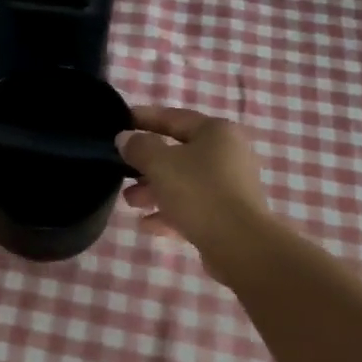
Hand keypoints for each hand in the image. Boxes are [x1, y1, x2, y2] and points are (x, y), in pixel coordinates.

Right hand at [118, 106, 274, 265]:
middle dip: (146, 163)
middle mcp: (228, 154)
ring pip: (184, 182)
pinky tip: (147, 225)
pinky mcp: (228, 215)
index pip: (174, 117)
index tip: (120, 121)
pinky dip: (170, 212)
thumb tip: (125, 138)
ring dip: (154, 190)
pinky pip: (193, 207)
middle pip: (179, 153)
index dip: (145, 118)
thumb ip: (139, 147)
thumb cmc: (199, 192)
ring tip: (130, 201)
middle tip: (121, 169)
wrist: (240, 244)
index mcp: (216, 132)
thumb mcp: (160, 163)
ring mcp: (230, 187)